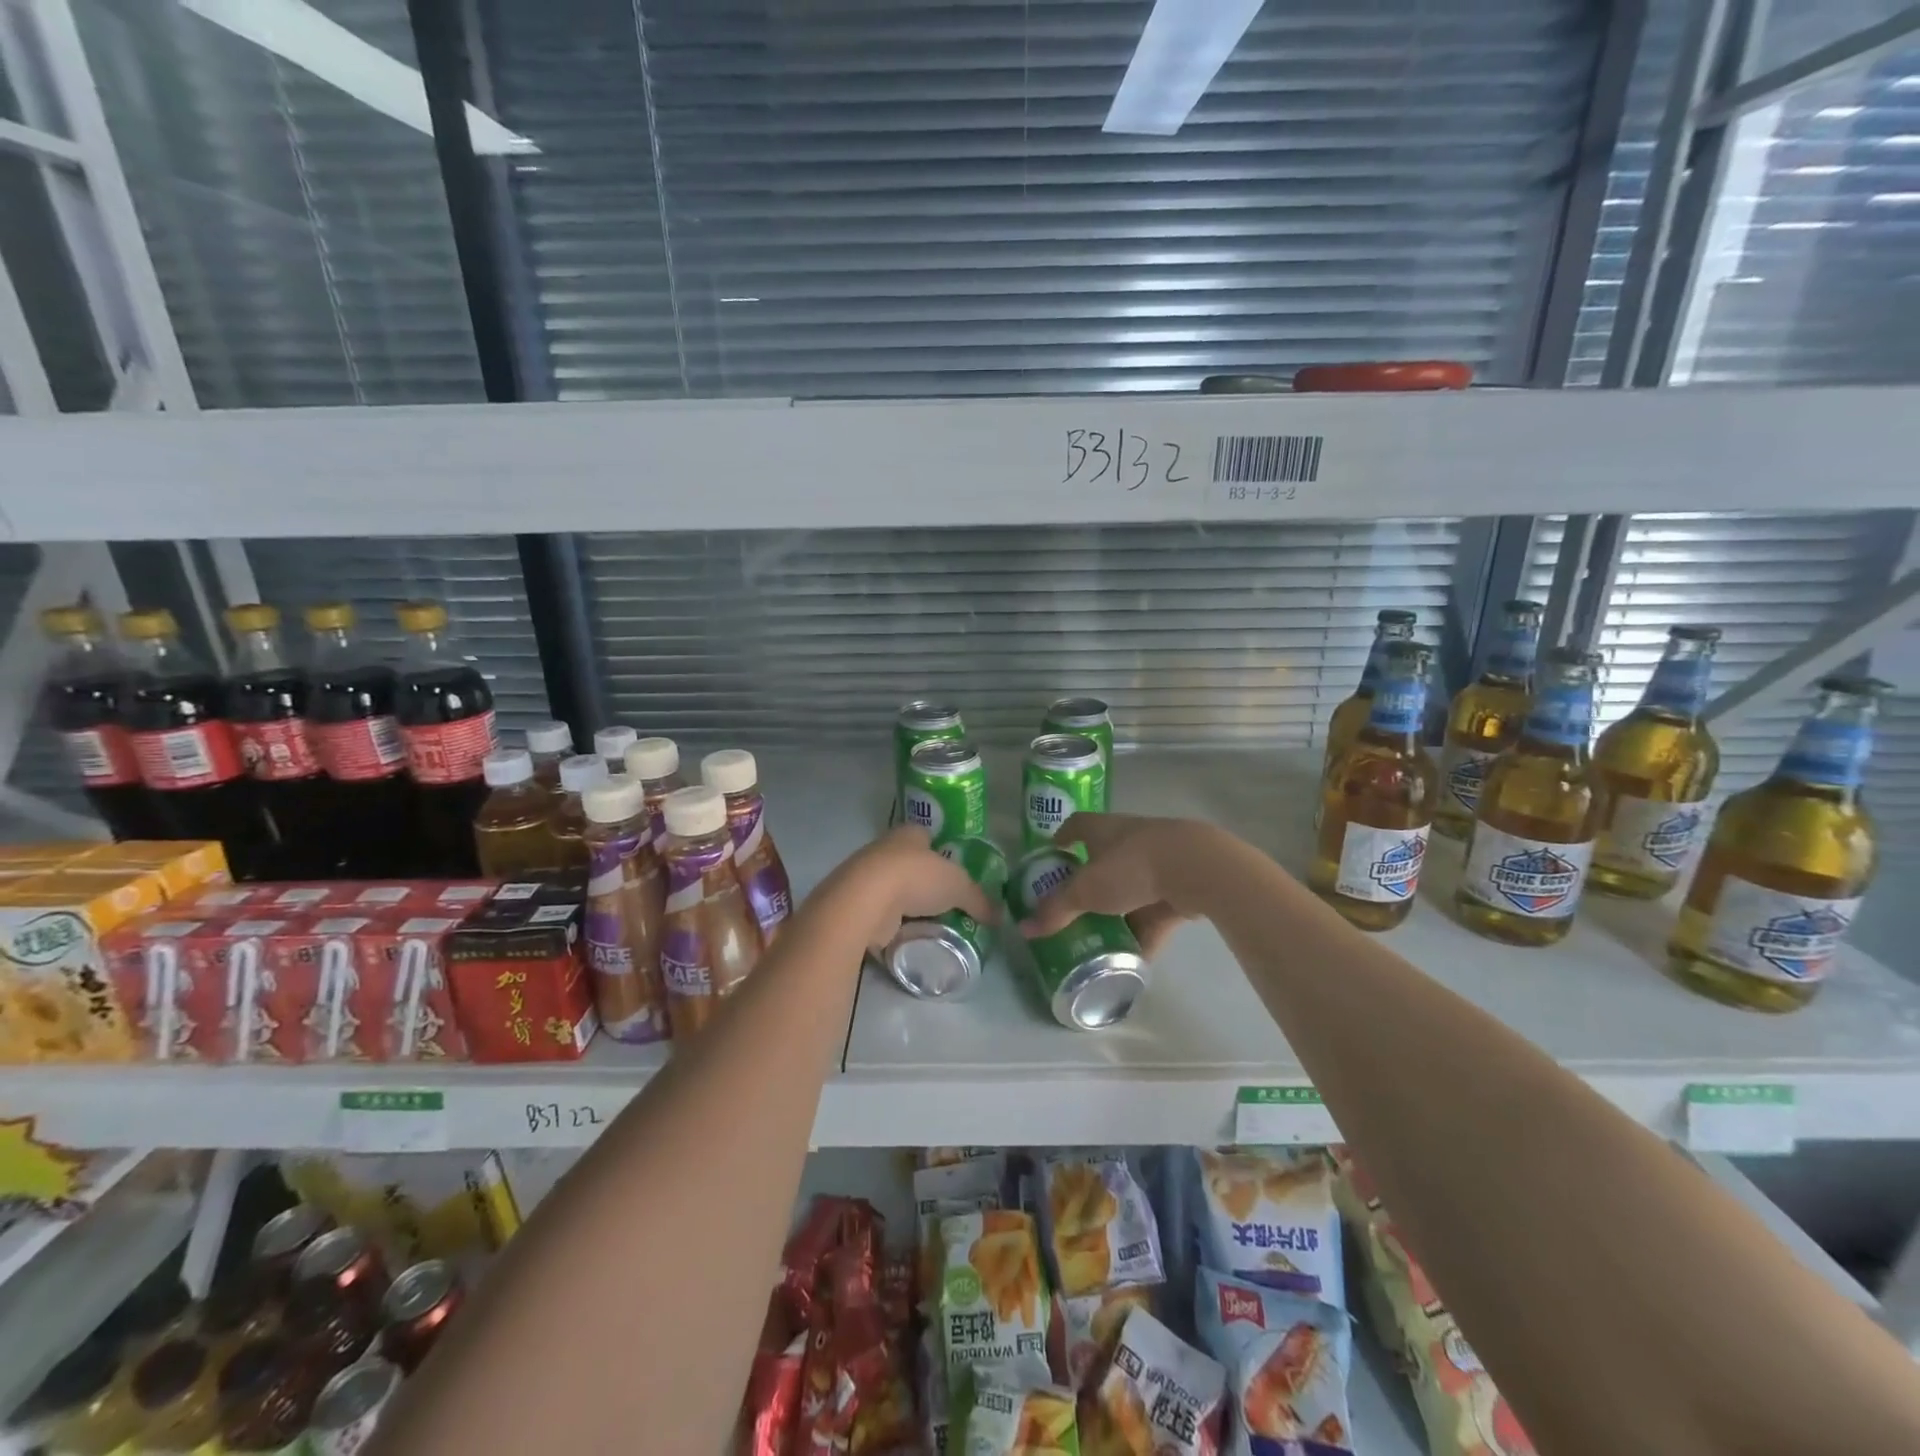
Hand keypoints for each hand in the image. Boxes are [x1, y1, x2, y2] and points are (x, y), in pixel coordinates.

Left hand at [835, 826, 998, 949]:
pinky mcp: (856, 904)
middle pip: (910, 863)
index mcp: (909, 833)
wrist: (866, 900)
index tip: (954, 871)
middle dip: (925, 881)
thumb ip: (979, 900)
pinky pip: (881, 913)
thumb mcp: (959, 886)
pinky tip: (908, 935)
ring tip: (931, 924)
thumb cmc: (916, 877)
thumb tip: (999, 917)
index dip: (941, 851)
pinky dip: (893, 923)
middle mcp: (885, 848)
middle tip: (947, 903)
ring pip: (894, 888)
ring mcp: (866, 877)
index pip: (927, 836)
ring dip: (908, 904)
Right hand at [1018, 813, 1215, 955]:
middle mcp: (1128, 839)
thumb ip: (1056, 911)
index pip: (1076, 826)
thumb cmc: (1131, 867)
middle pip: (1102, 860)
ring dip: (1118, 913)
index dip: (1062, 838)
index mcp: (1102, 829)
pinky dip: (1145, 933)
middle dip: (1089, 885)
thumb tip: (1024, 928)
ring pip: (1131, 889)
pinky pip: (1155, 912)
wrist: (1196, 869)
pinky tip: (1135, 959)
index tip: (1052, 854)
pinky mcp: (1180, 885)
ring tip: (1101, 940)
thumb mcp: (1086, 891)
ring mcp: (1158, 861)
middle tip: (1072, 909)